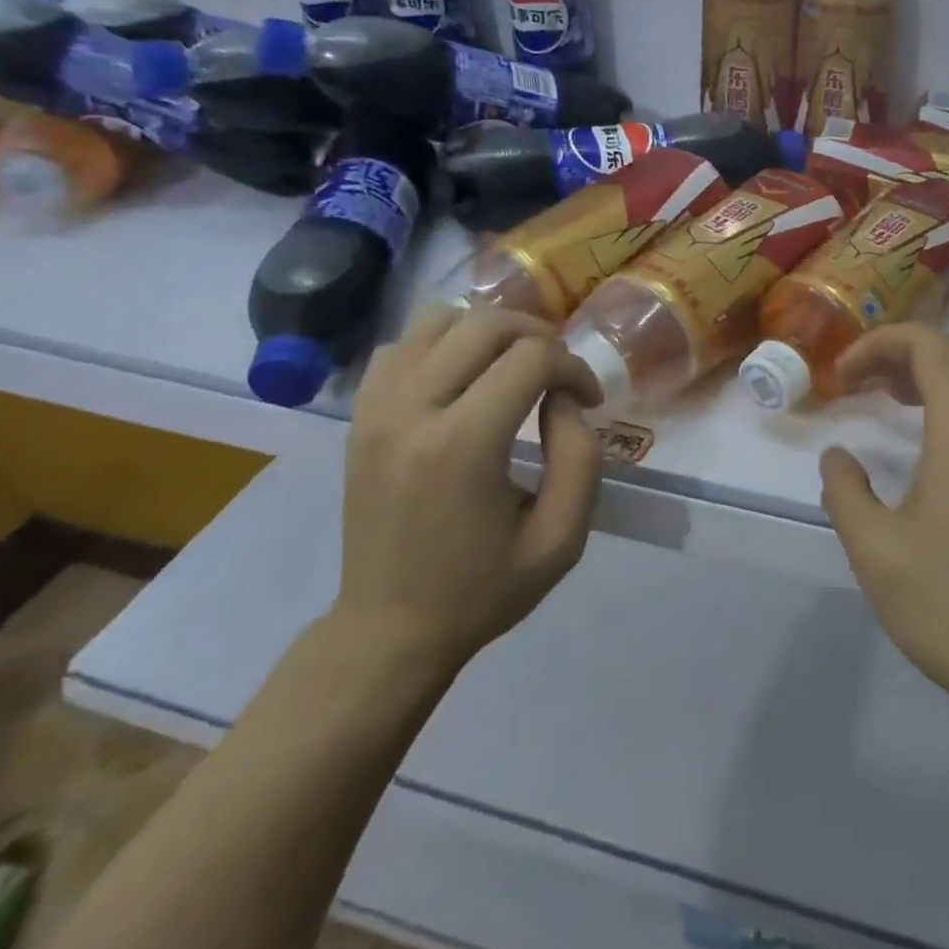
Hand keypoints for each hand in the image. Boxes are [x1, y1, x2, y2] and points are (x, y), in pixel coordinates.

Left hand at [336, 304, 603, 678]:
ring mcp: (376, 407)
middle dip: (538, 336)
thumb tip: (563, 398)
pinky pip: (402, 345)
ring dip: (488, 331)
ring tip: (512, 365)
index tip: (588, 401)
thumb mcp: (561, 538)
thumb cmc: (483, 589)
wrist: (390, 628)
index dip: (574, 368)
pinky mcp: (360, 415)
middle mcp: (412, 410)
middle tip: (559, 373)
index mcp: (462, 445)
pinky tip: (463, 377)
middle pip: (485, 324)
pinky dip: (441, 343)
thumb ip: (580, 457)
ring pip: (438, 319)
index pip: (532, 358)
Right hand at [819, 326, 948, 734]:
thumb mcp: (873, 548)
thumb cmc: (948, 604)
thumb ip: (845, 491)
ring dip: (937, 373)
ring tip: (889, 400)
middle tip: (866, 380)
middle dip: (910, 350)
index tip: (843, 376)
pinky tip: (928, 443)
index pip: (931, 345)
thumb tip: (838, 458)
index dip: (880, 344)